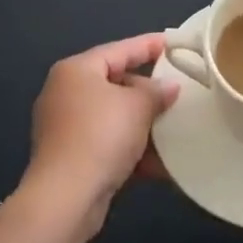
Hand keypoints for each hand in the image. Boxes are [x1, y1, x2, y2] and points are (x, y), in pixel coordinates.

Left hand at [26, 35, 177, 219]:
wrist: (66, 199)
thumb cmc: (101, 136)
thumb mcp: (137, 107)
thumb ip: (156, 92)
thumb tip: (169, 87)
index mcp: (76, 70)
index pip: (119, 49)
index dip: (148, 45)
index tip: (173, 43)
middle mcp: (66, 93)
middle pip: (115, 83)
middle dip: (147, 91)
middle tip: (177, 91)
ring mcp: (65, 128)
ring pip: (113, 117)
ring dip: (142, 125)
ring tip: (174, 127)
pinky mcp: (70, 159)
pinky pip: (108, 144)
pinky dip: (131, 150)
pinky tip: (161, 164)